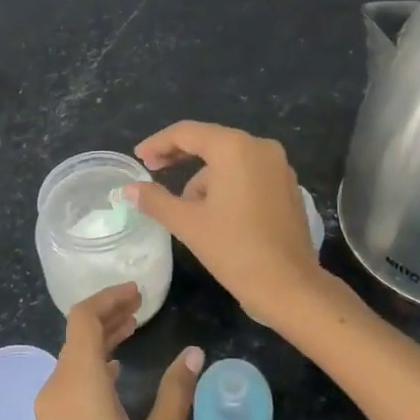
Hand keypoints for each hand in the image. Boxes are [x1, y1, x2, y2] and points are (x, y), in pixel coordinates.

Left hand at [30, 283, 202, 419]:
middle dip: (108, 315)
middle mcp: (55, 391)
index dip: (109, 298)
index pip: (83, 319)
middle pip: (76, 336)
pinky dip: (93, 365)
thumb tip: (193, 352)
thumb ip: (174, 394)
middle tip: (143, 306)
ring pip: (72, 359)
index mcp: (78, 384)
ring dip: (101, 339)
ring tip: (135, 329)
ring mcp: (49, 415)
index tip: (139, 292)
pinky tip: (116, 372)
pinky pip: (70, 382)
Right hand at [131, 121, 325, 327]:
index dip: (158, 143)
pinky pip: (249, 174)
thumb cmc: (234, 249)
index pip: (187, 133)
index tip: (139, 157)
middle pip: (211, 141)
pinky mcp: (288, 187)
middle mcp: (260, 147)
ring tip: (186, 209)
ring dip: (204, 177)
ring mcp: (279, 166)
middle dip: (180, 156)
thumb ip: (155, 200)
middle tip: (153, 170)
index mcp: (234, 148)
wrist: (289, 286)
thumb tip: (129, 189)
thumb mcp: (188, 223)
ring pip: (230, 161)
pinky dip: (228, 184)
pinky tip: (215, 212)